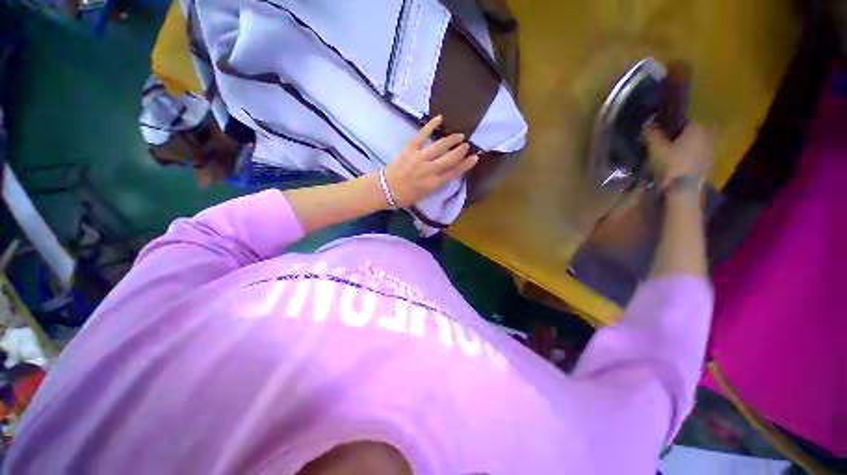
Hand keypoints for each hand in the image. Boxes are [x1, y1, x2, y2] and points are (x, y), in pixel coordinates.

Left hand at [383, 115, 478, 206]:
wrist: (385, 189)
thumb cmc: (404, 196)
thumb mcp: (424, 195)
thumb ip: (436, 184)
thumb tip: (445, 173)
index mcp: (433, 184)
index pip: (454, 172)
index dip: (466, 164)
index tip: (475, 157)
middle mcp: (429, 170)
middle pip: (450, 158)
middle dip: (460, 151)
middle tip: (466, 145)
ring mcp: (419, 158)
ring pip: (440, 146)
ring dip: (451, 139)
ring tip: (459, 135)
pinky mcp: (410, 149)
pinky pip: (422, 135)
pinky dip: (431, 125)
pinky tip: (439, 118)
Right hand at [644, 122, 713, 189]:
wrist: (684, 189)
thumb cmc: (671, 164)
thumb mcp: (656, 148)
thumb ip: (652, 134)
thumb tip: (648, 124)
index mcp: (696, 128)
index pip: (684, 120)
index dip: (671, 125)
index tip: (661, 131)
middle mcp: (707, 136)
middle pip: (691, 132)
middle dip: (679, 136)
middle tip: (664, 143)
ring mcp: (710, 151)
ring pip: (695, 144)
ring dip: (684, 147)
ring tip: (670, 154)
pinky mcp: (708, 164)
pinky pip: (697, 155)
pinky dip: (688, 156)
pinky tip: (677, 164)